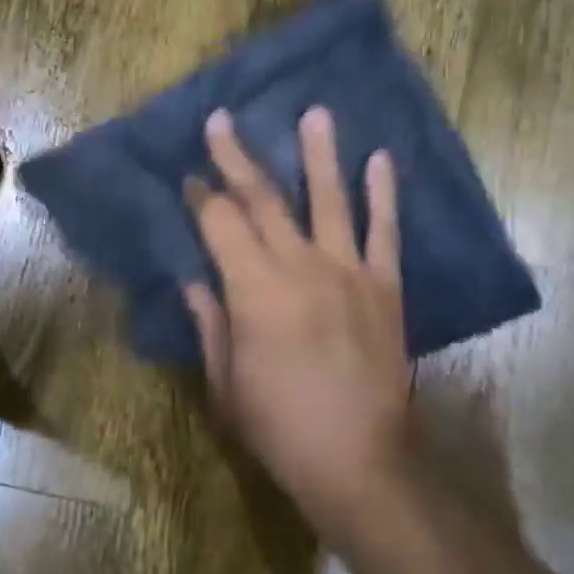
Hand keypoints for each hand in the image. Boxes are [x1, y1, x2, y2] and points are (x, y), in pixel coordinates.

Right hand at [183, 106, 412, 533]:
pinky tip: (381, 160)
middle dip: (238, 158)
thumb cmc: (280, 428)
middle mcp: (300, 267)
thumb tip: (194, 281)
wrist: (360, 461)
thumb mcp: (226, 384)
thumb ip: (210, 324)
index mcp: (254, 291)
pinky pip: (385, 231)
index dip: (201, 198)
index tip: (189, 177)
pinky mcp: (385, 286)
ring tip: (316, 113)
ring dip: (320, 154)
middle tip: (222, 121)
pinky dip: (383, 194)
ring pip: (330, 199)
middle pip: (264, 200)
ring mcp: (348, 272)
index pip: (220, 225)